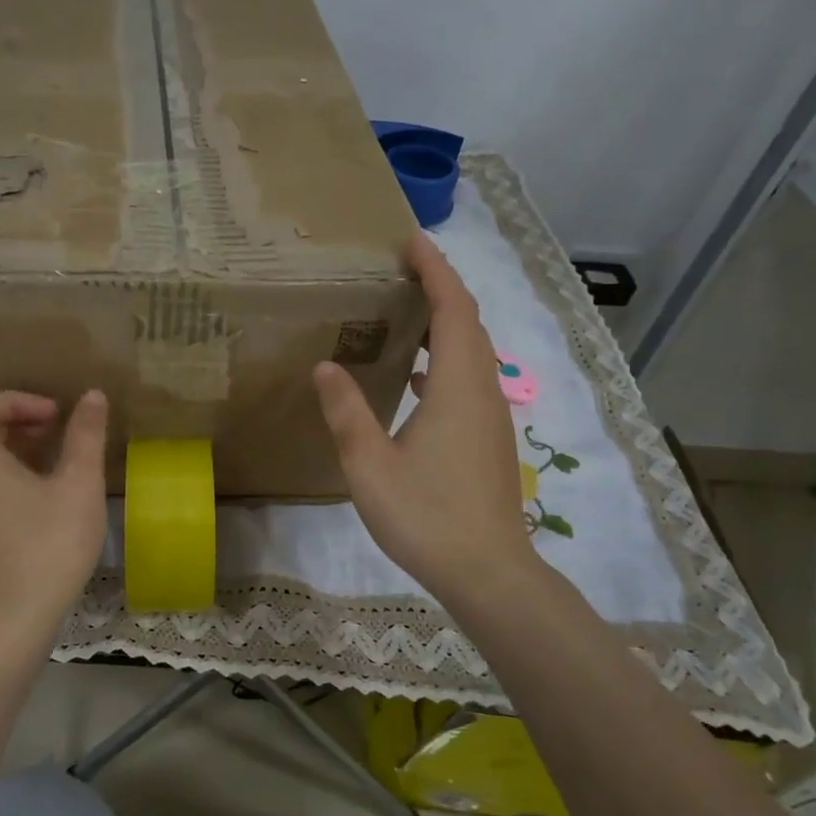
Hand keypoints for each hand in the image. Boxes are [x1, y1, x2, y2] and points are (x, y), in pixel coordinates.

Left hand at [0, 389, 108, 652]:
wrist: (9, 625)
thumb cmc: (48, 547)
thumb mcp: (78, 486)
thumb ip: (85, 436)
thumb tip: (92, 395)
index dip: (19, 399)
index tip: (55, 415)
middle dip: (15, 422)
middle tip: (55, 432)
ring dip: (9, 450)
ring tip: (51, 465)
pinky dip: (1, 478)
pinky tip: (37, 503)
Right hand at [312, 233, 543, 612]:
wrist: (488, 574)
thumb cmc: (426, 516)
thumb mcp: (370, 464)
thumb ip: (347, 411)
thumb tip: (326, 364)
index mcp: (458, 387)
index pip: (453, 310)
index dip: (436, 270)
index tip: (411, 242)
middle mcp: (482, 391)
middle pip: (468, 324)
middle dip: (440, 288)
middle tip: (400, 268)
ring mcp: (489, 416)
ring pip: (472, 352)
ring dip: (444, 323)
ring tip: (404, 311)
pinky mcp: (487, 438)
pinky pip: (468, 379)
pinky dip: (445, 359)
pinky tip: (416, 375)